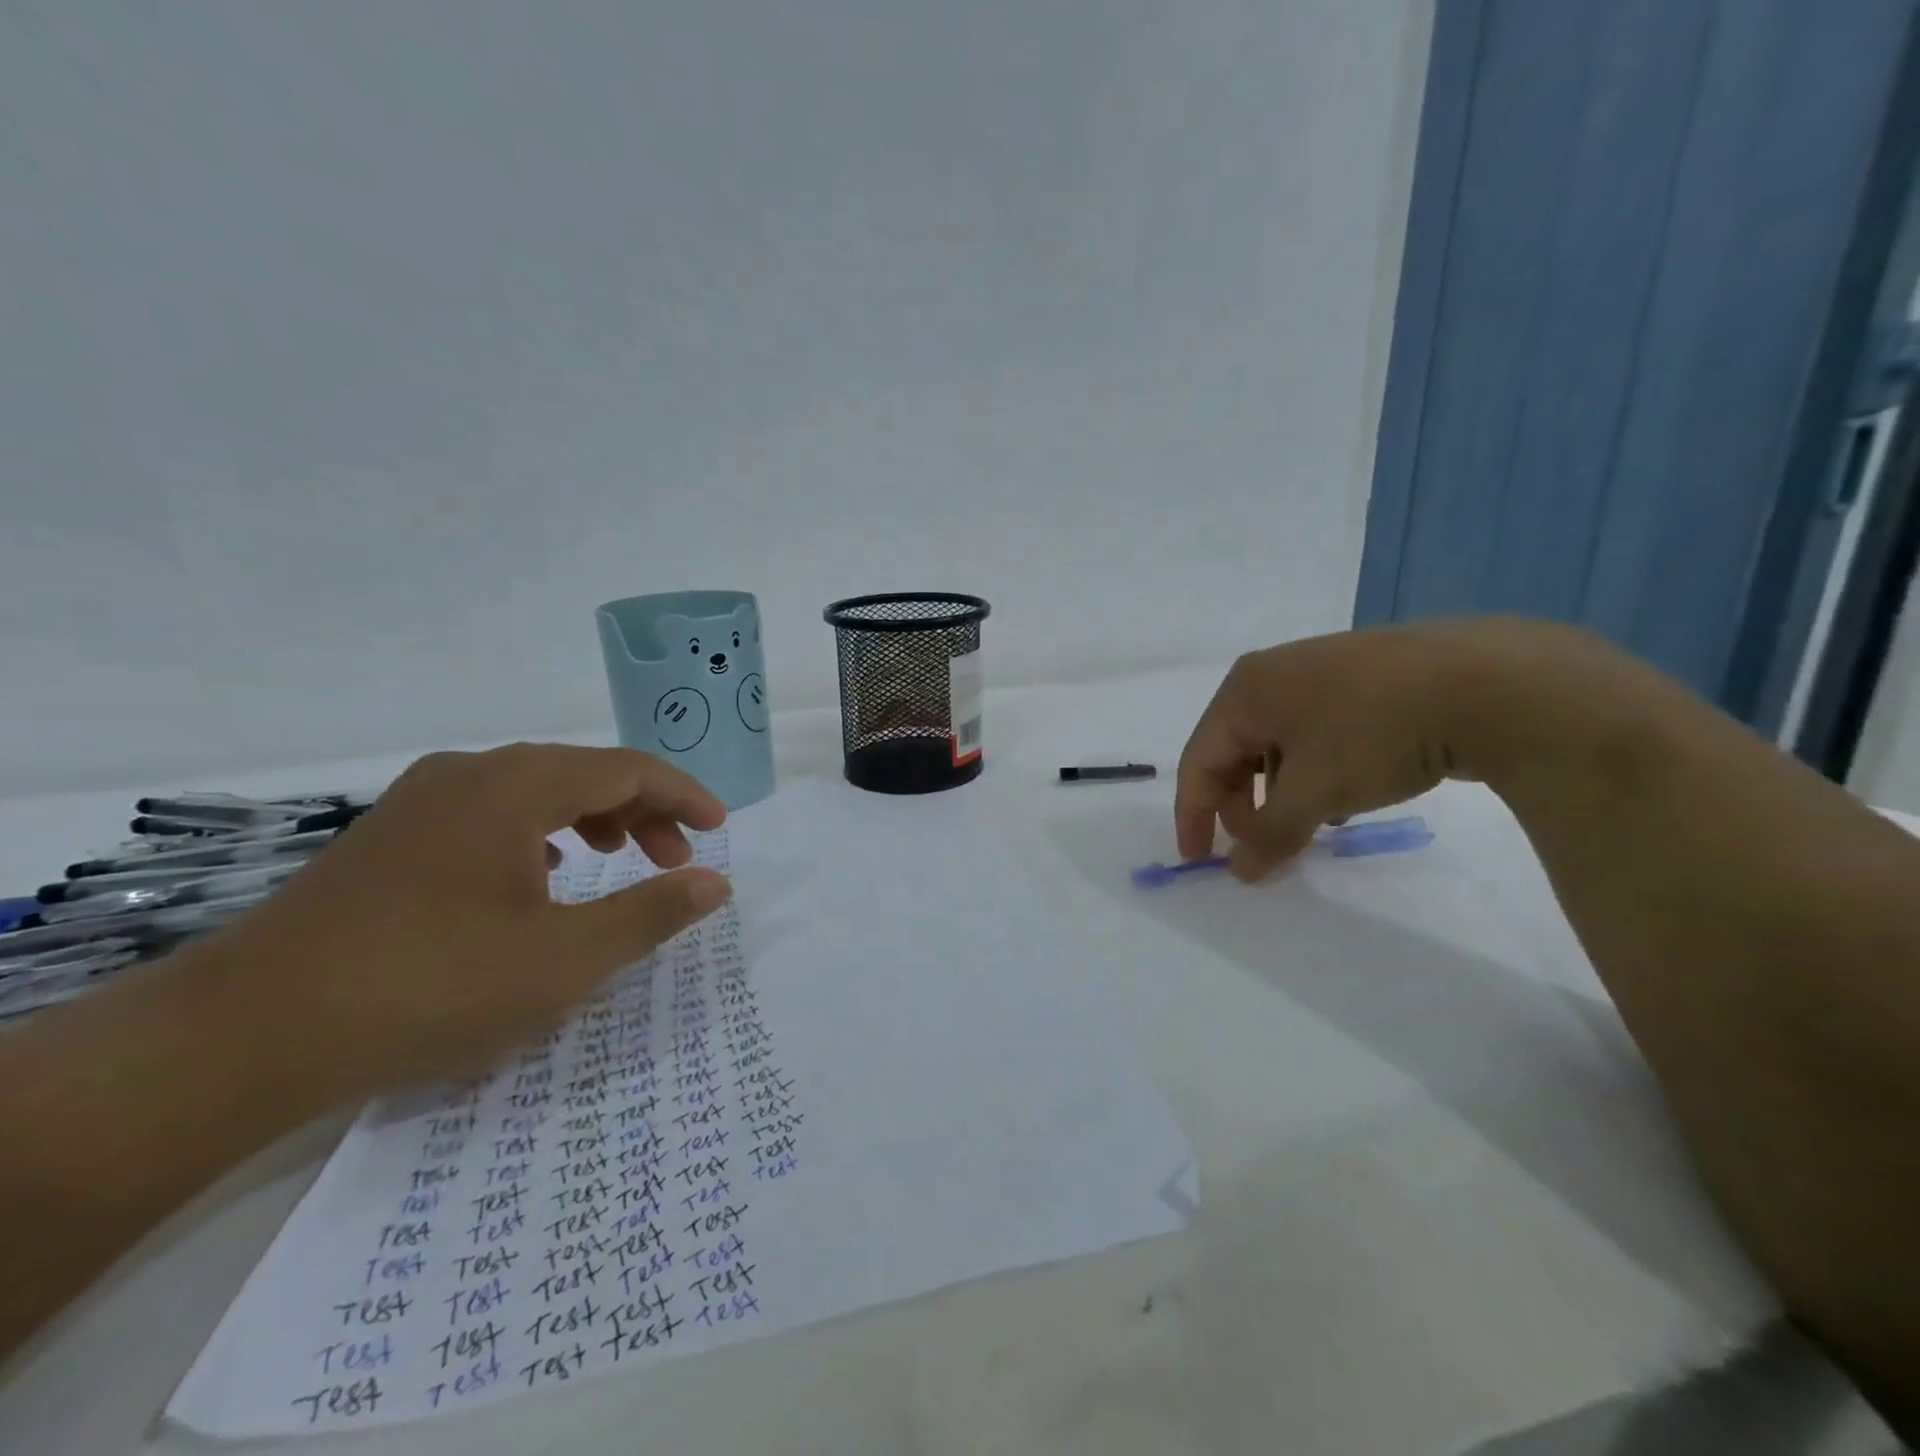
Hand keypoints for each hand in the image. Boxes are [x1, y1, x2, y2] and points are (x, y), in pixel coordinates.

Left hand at [200, 744, 731, 1103]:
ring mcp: (422, 801)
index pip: (627, 768)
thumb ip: (650, 913)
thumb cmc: (429, 987)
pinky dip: (542, 831)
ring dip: (594, 818)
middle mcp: (470, 773)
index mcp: (516, 787)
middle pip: (583, 771)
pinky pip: (493, 811)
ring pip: (536, 789)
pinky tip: (542, 874)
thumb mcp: (563, 960)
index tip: (719, 829)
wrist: (244, 1035)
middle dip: (643, 811)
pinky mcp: (392, 835)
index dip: (683, 796)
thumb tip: (714, 884)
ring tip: (619, 861)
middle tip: (674, 860)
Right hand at [1175, 621, 1550, 879]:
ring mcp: (1321, 673)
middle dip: (1244, 806)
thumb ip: (1268, 835)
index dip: (1194, 815)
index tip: (1200, 862)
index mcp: (1244, 691)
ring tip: (1307, 827)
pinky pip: (1317, 734)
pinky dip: (1316, 772)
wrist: (1487, 681)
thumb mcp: (1313, 792)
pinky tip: (1346, 796)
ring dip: (1282, 793)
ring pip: (1279, 745)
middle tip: (1264, 846)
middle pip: (1236, 751)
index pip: (1199, 760)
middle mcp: (1273, 675)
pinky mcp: (1365, 680)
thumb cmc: (1372, 733)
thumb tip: (1239, 872)